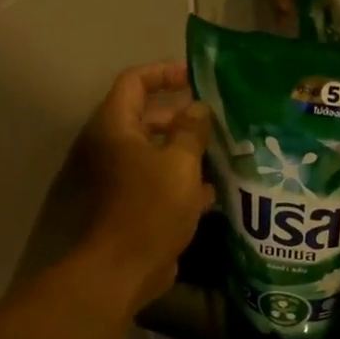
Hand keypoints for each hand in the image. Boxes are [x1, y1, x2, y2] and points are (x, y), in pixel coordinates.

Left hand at [78, 61, 213, 308]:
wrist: (127, 266)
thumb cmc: (152, 207)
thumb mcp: (180, 163)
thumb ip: (191, 131)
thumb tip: (198, 109)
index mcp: (117, 128)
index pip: (134, 83)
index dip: (163, 73)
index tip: (194, 76)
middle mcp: (115, 147)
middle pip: (147, 118)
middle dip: (182, 116)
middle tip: (217, 118)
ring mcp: (124, 178)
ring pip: (158, 152)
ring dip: (187, 150)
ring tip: (224, 150)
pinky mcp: (137, 204)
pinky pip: (162, 181)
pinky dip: (185, 181)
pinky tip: (215, 189)